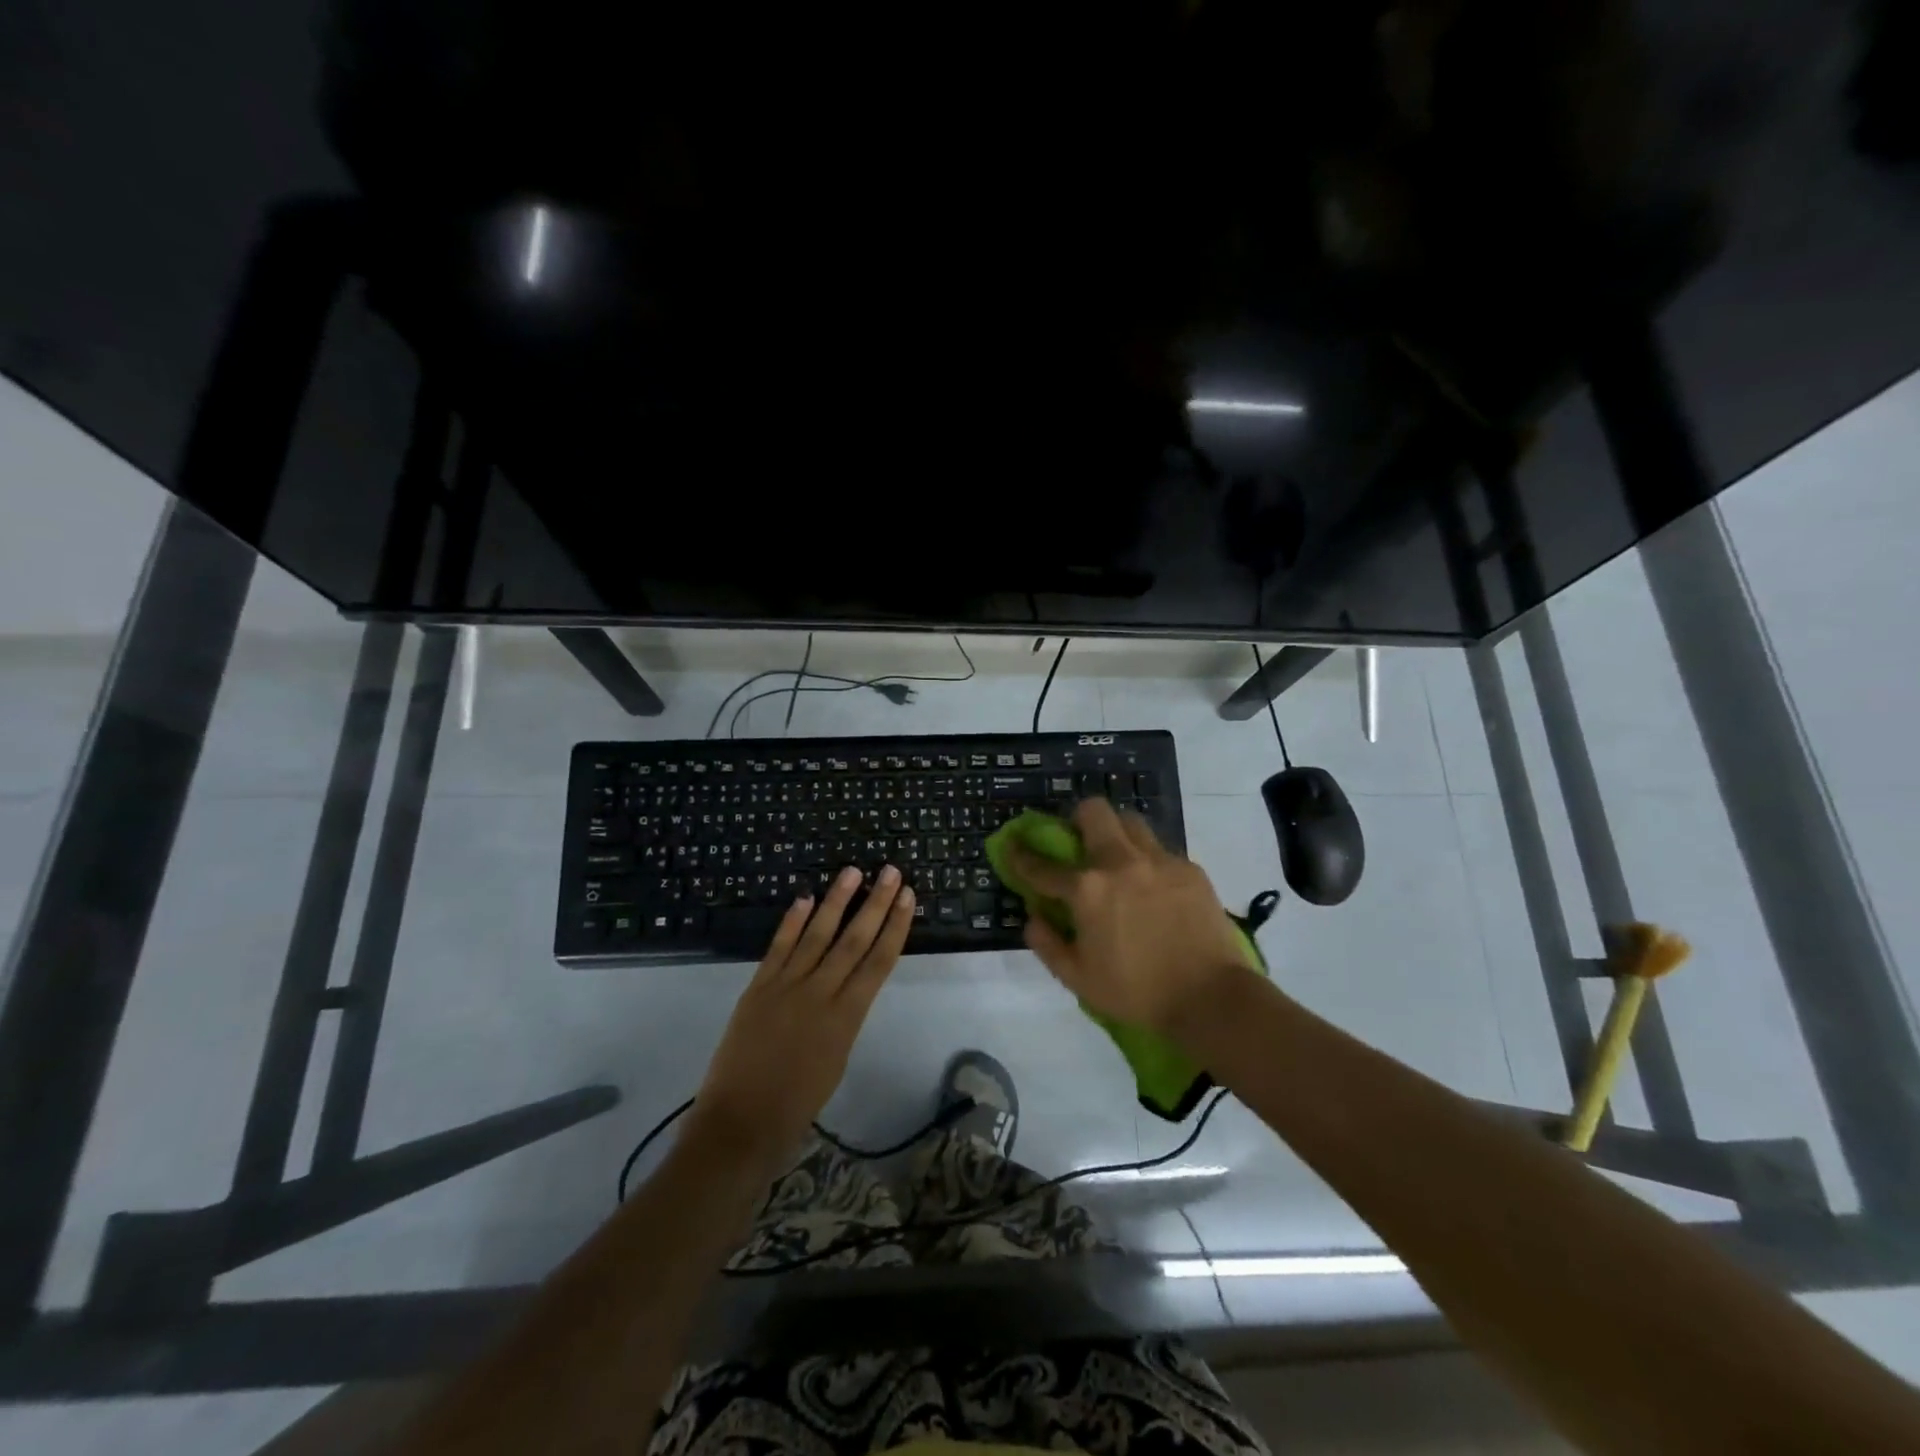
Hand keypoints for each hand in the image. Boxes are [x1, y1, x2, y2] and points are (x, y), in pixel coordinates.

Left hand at [692, 864, 914, 1173]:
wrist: (740, 1124)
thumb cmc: (796, 1105)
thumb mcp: (836, 1060)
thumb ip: (843, 1018)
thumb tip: (845, 987)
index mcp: (847, 1017)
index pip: (879, 960)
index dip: (895, 925)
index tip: (907, 897)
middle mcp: (820, 993)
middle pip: (854, 939)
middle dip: (875, 903)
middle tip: (890, 871)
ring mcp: (786, 986)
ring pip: (817, 934)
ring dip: (836, 900)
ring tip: (852, 871)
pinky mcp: (757, 987)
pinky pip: (779, 947)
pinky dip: (792, 921)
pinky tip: (805, 898)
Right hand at [1009, 799, 1251, 1038]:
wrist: (1211, 997)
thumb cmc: (1137, 992)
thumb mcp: (1079, 980)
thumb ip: (1048, 945)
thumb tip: (1033, 918)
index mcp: (1087, 890)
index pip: (1043, 865)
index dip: (1022, 855)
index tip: (1013, 847)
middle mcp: (1120, 863)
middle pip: (1094, 812)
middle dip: (1077, 818)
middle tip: (1078, 840)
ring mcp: (1159, 861)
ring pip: (1130, 822)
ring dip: (1116, 832)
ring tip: (1119, 858)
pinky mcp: (1189, 868)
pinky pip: (1160, 850)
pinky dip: (1148, 861)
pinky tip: (1153, 887)